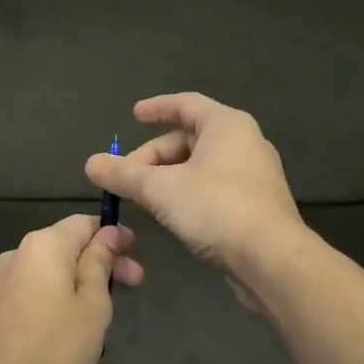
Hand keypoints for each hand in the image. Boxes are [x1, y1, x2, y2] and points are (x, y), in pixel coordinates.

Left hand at [0, 215, 144, 363]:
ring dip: (76, 280)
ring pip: (47, 270)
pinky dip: (51, 296)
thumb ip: (100, 261)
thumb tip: (110, 232)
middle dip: (100, 262)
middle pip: (65, 246)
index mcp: (43, 244)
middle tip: (133, 285)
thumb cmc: (57, 344)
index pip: (83, 223)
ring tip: (99, 311)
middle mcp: (16, 253)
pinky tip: (64, 324)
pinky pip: (29, 289)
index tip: (134, 254)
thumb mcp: (93, 302)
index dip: (113, 234)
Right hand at [84, 93, 304, 293]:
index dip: (157, 108)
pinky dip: (187, 194)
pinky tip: (171, 216)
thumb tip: (91, 164)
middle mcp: (245, 143)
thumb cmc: (216, 208)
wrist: (271, 260)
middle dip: (153, 157)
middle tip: (126, 178)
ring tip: (142, 199)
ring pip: (200, 167)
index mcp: (226, 125)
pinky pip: (213, 188)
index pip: (186, 104)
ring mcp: (254, 176)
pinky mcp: (256, 206)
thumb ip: (123, 175)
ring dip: (167, 178)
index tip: (133, 116)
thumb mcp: (159, 189)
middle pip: (189, 139)